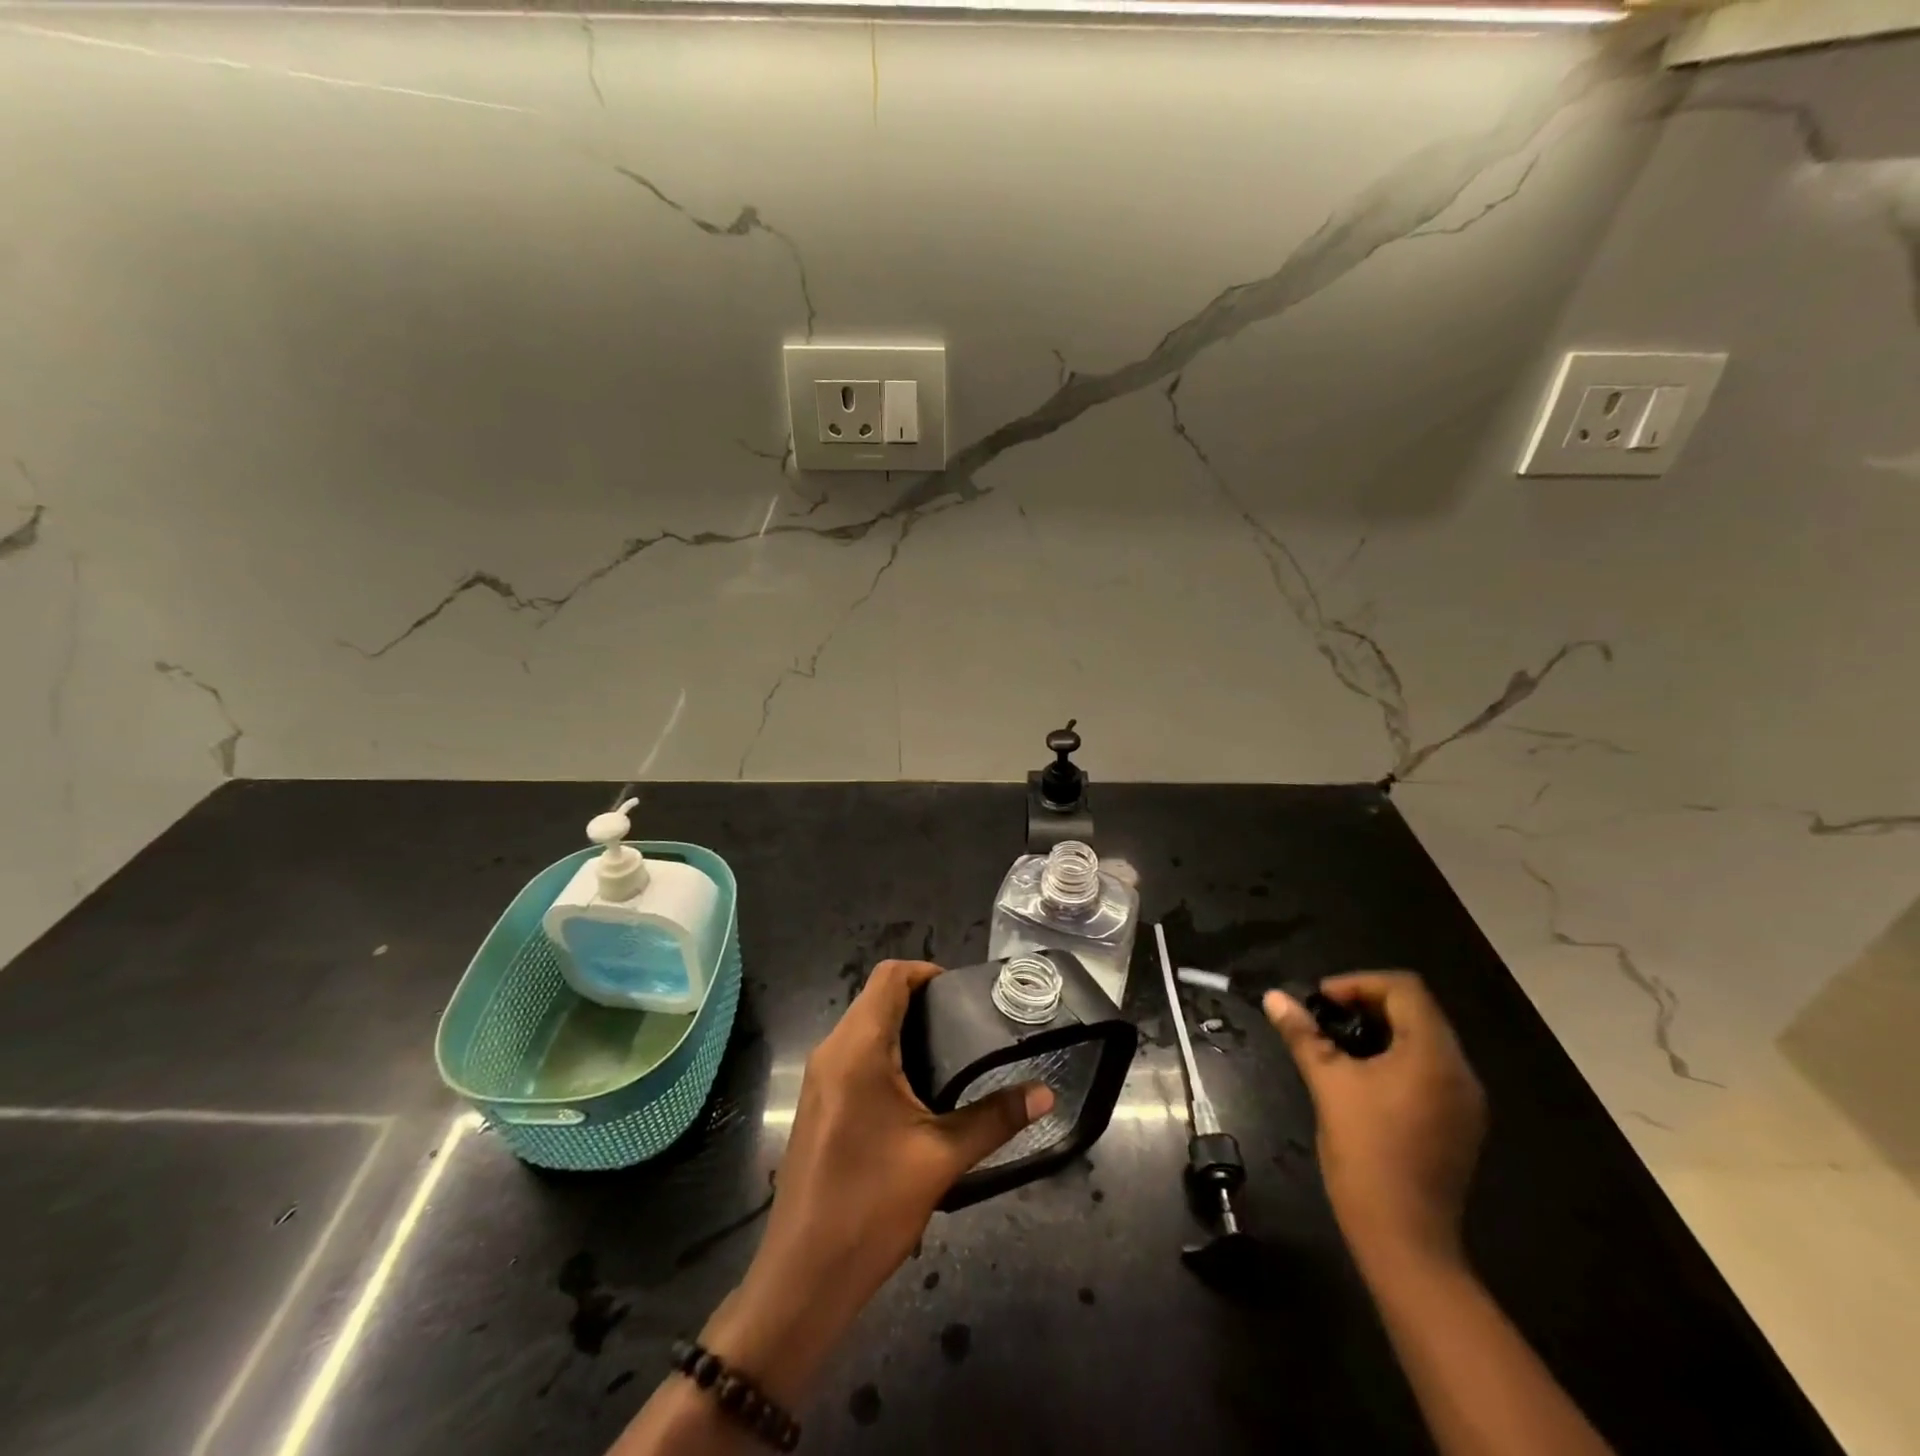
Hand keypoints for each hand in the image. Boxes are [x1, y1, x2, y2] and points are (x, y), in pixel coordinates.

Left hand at [708, 960, 1052, 1403]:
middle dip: (921, 1000)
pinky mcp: (818, 1102)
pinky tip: (918, 1089)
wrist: (803, 1277)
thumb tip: (1046, 1094)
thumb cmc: (871, 1207)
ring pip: (863, 1026)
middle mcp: (832, 1051)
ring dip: (903, 1027)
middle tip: (968, 1025)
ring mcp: (819, 1078)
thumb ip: (994, 1119)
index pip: (889, 977)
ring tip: (952, 1053)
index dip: (927, 972)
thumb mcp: (941, 1159)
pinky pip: (853, 1054)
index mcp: (857, 1049)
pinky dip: (886, 1052)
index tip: (964, 995)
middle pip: (876, 998)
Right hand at [1264, 972, 1484, 1273]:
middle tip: (1324, 1017)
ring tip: (1337, 1045)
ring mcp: (1465, 1101)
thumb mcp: (1327, 1084)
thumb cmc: (1365, 1151)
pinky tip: (1364, 1077)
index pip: (1405, 989)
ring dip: (1381, 1031)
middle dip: (1367, 1004)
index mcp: (1433, 1055)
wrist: (1405, 1237)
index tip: (1321, 1000)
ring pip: (1424, 1041)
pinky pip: (1430, 1070)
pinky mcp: (1460, 1123)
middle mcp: (1460, 1071)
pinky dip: (1397, 1058)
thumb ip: (1303, 1034)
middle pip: (1417, 1012)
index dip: (1359, 983)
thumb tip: (1274, 997)